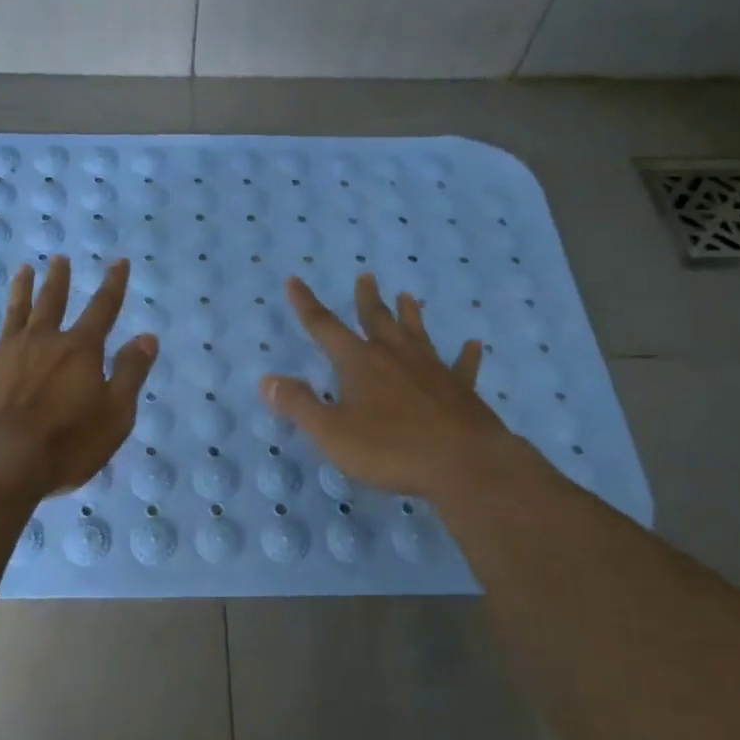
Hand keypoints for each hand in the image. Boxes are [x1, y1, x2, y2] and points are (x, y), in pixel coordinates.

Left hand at [0, 255, 158, 496]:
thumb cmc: (66, 443)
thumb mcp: (115, 414)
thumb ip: (130, 373)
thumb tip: (147, 336)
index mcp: (80, 350)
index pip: (103, 309)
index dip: (113, 284)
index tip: (119, 262)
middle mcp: (43, 341)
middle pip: (53, 302)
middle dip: (59, 279)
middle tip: (59, 258)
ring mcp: (6, 353)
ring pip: (15, 313)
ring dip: (21, 290)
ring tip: (24, 270)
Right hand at [259, 273, 526, 501]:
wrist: (463, 464)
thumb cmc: (390, 449)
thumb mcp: (331, 432)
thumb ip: (299, 405)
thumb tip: (266, 379)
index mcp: (359, 363)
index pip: (324, 327)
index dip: (306, 304)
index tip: (294, 280)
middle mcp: (394, 356)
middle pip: (376, 320)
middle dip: (367, 299)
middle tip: (366, 276)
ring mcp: (432, 369)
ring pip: (417, 334)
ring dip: (410, 314)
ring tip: (408, 296)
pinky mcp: (461, 389)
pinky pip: (462, 366)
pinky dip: (466, 355)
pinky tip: (473, 344)